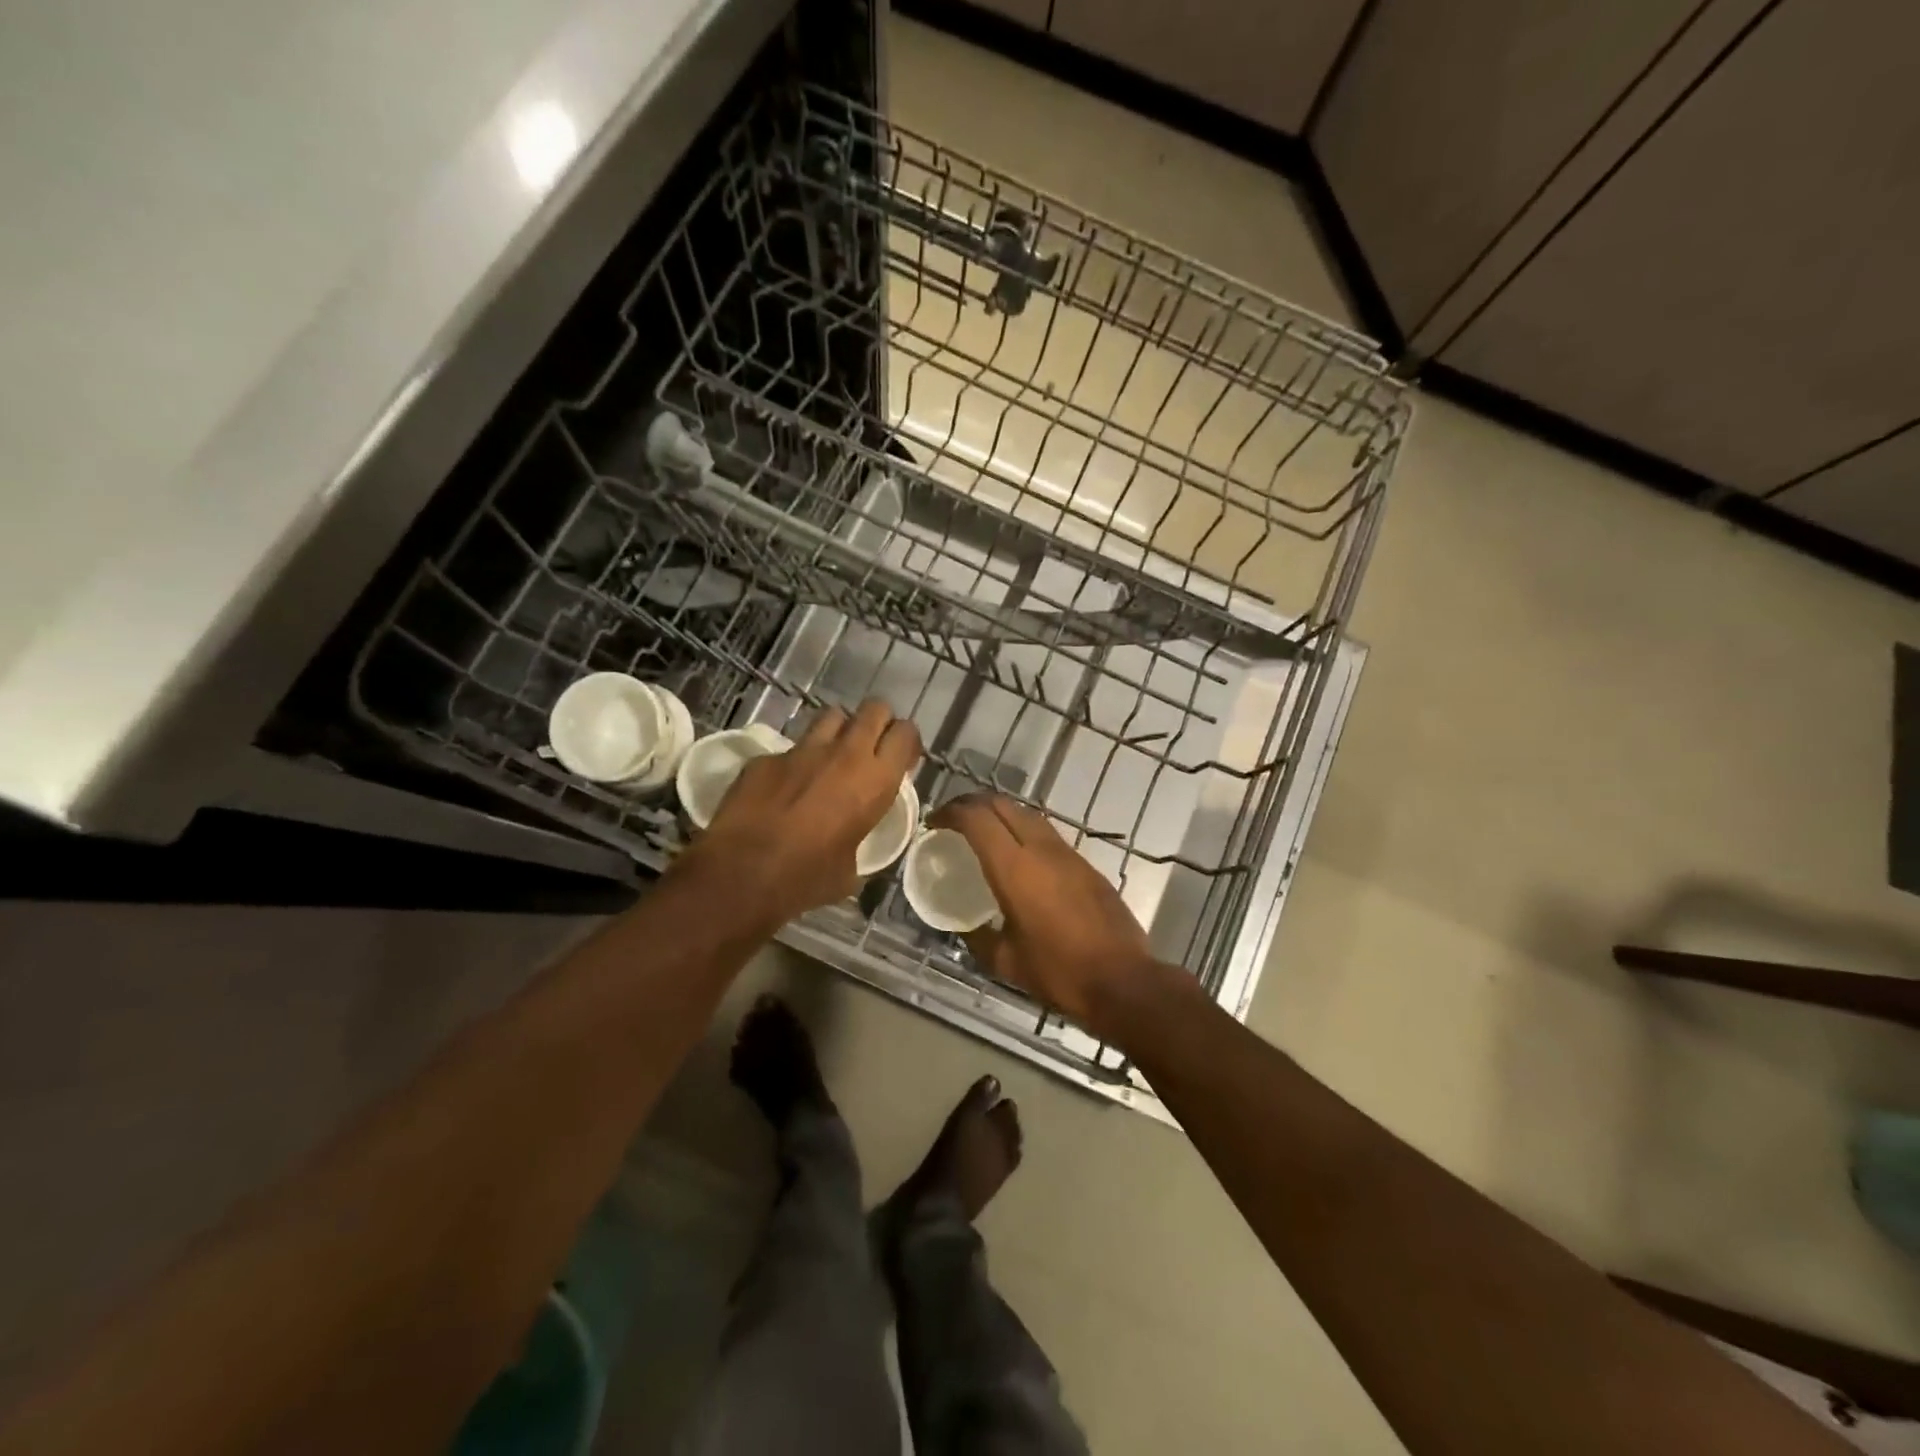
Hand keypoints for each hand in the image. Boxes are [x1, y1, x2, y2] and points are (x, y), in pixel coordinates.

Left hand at [681, 700, 920, 925]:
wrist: (743, 872)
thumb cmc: (807, 878)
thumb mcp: (851, 869)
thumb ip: (858, 842)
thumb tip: (850, 845)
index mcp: (875, 781)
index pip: (905, 733)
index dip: (906, 741)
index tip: (901, 758)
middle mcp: (845, 754)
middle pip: (874, 709)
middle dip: (877, 722)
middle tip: (870, 747)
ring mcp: (803, 750)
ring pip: (832, 715)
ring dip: (838, 731)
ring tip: (831, 756)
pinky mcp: (767, 756)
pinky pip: (790, 748)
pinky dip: (795, 761)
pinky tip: (784, 786)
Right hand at [929, 794, 1171, 1041]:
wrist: (1123, 980)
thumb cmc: (1059, 972)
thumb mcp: (1006, 962)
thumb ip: (978, 938)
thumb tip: (964, 927)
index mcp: (1014, 868)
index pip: (977, 818)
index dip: (951, 813)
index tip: (935, 823)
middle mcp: (1041, 849)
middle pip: (1002, 805)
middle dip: (973, 804)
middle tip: (954, 821)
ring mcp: (1068, 853)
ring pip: (1028, 815)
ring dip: (1001, 814)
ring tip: (984, 834)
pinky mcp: (1086, 864)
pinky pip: (1047, 834)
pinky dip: (1024, 832)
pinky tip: (1020, 857)